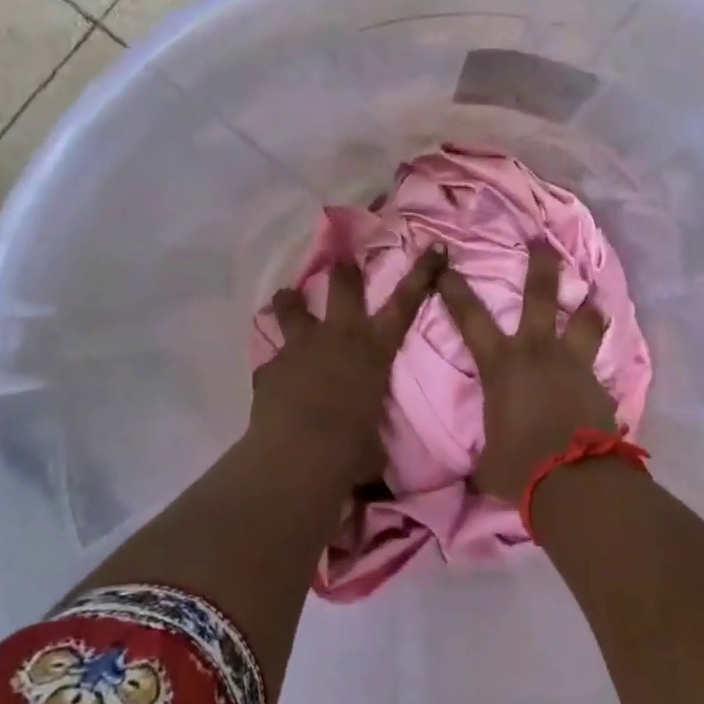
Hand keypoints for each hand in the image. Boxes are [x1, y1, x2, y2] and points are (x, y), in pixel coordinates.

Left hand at [251, 248, 444, 489]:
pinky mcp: (270, 367)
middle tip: (342, 260)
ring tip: (288, 297)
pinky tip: (273, 376)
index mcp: (374, 349)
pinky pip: (272, 359)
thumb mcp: (375, 438)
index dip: (422, 273)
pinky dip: (274, 365)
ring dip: (291, 301)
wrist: (298, 456)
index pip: (406, 303)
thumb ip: (371, 426)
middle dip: (344, 271)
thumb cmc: (352, 448)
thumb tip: (372, 449)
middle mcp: (339, 336)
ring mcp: (300, 347)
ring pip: (292, 307)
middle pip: (343, 287)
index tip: (434, 247)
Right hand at [436, 241, 617, 501]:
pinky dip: (597, 363)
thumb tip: (473, 474)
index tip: (446, 265)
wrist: (574, 480)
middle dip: (540, 265)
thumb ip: (484, 453)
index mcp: (501, 365)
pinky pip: (598, 365)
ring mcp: (573, 364)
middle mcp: (538, 352)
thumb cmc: (519, 466)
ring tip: (591, 297)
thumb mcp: (488, 461)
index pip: (470, 318)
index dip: (455, 290)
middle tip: (541, 239)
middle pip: (540, 295)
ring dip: (586, 307)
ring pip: (583, 321)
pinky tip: (601, 372)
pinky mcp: (599, 384)